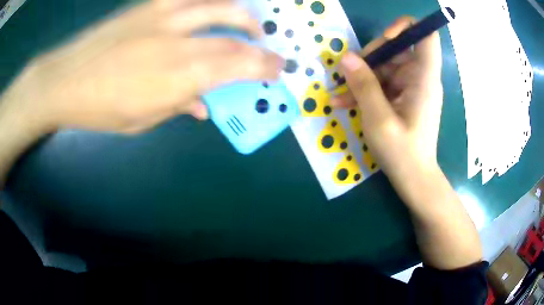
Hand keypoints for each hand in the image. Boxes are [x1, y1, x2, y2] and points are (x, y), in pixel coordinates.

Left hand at [6, 0, 282, 133]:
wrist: (65, 79)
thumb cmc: (100, 108)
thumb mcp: (142, 120)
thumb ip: (178, 106)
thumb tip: (202, 104)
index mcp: (177, 75)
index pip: (236, 65)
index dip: (264, 65)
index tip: (278, 68)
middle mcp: (176, 39)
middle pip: (232, 33)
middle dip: (258, 40)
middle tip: (266, 46)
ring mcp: (161, 15)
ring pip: (216, 4)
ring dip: (239, 13)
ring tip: (246, 22)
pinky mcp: (147, 5)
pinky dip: (208, 0)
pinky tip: (211, 6)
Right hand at [333, 16, 442, 182]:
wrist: (414, 179)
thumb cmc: (403, 153)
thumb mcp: (379, 120)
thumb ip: (363, 85)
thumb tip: (346, 58)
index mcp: (424, 77)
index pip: (426, 35)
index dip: (406, 27)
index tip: (385, 38)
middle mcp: (420, 76)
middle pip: (396, 48)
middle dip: (370, 58)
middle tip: (348, 76)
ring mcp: (411, 86)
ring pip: (385, 67)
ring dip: (361, 78)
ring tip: (339, 96)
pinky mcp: (403, 96)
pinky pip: (383, 83)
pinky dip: (365, 90)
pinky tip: (344, 102)